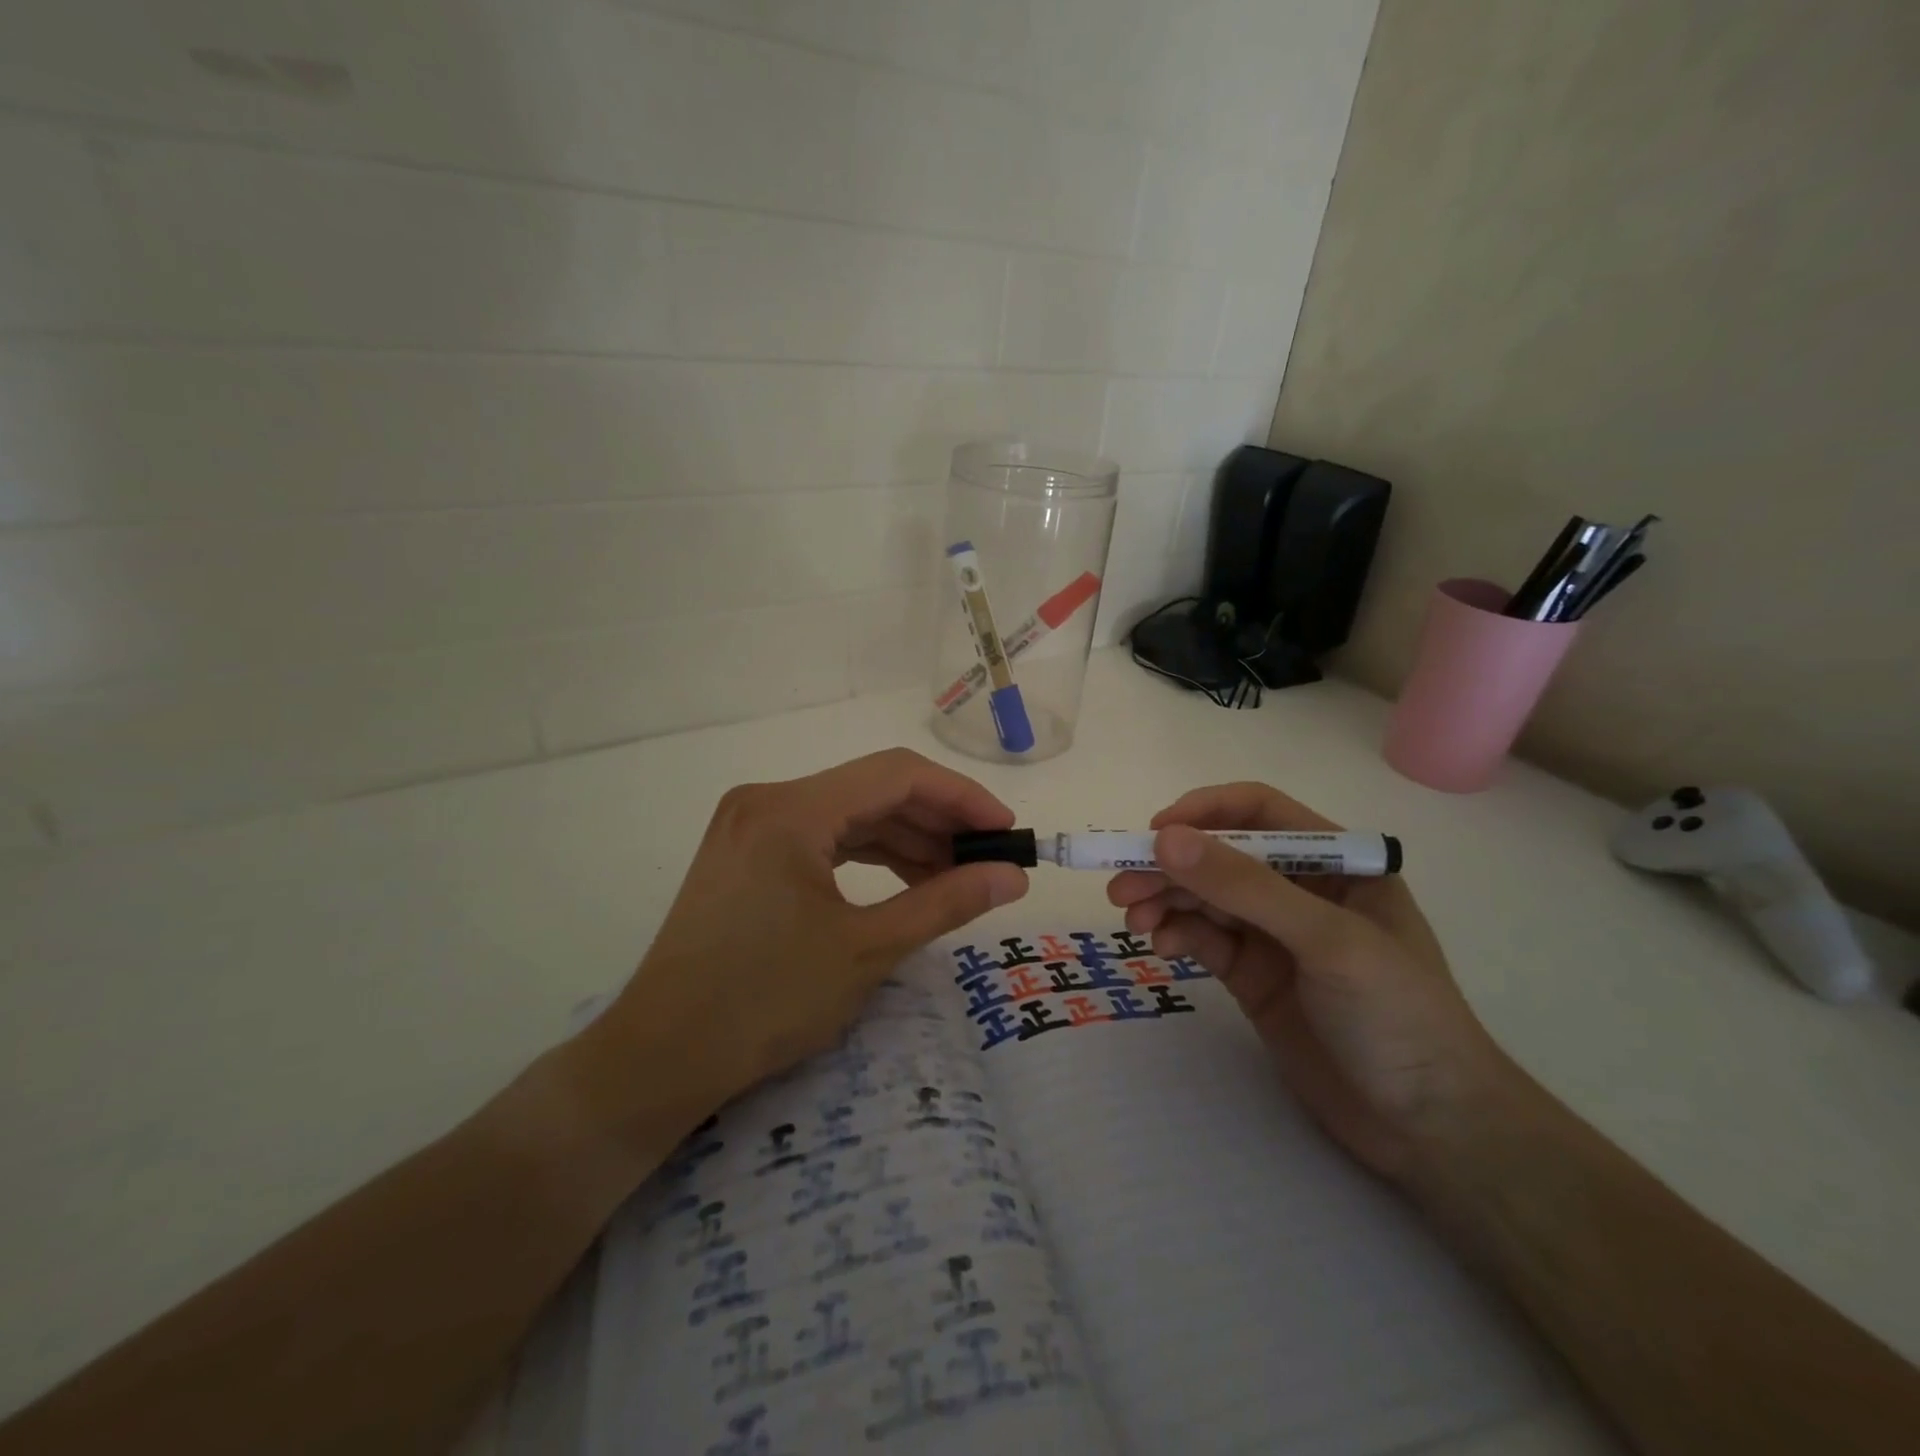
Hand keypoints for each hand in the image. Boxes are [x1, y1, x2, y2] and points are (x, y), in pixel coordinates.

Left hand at [574, 749, 1028, 1138]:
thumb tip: (1013, 877)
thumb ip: (945, 903)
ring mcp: (752, 825)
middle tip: (989, 858)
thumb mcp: (866, 950)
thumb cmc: (765, 1002)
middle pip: (872, 790)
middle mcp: (768, 800)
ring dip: (906, 839)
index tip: (1006, 831)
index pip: (896, 775)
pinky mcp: (747, 853)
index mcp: (791, 809)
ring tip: (956, 876)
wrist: (661, 1058)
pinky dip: (869, 856)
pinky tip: (907, 881)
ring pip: (849, 814)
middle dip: (937, 821)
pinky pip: (823, 838)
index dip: (961, 797)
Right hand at [1107, 782, 1509, 1180]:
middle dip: (1171, 865)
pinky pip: (1204, 939)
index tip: (1153, 833)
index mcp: (1337, 862)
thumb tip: (1165, 839)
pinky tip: (1162, 947)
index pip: (1258, 813)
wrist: (1430, 1129)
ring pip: (1204, 898)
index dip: (1204, 813)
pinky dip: (1177, 935)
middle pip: (1220, 857)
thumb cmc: (1398, 1016)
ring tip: (1133, 918)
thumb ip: (1246, 887)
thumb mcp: (1327, 941)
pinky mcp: (1253, 976)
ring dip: (1165, 900)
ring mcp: (1274, 935)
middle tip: (1121, 886)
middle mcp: (1301, 890)